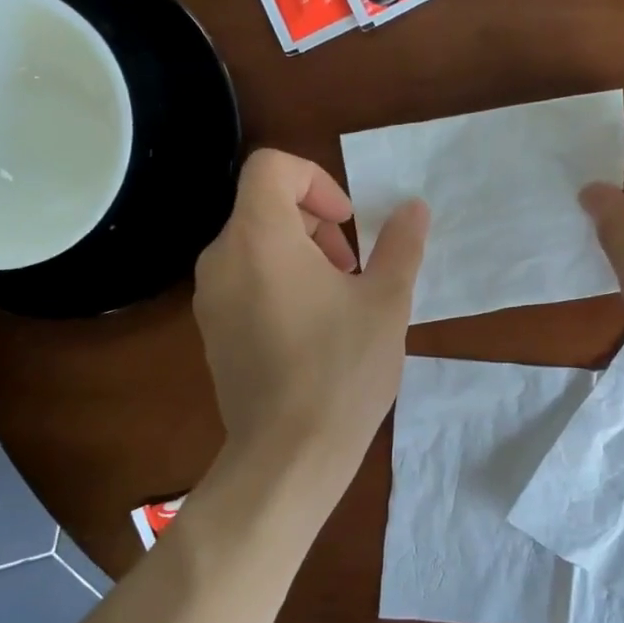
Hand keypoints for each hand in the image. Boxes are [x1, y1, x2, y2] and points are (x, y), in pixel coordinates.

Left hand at [194, 149, 428, 486]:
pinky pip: (243, 280)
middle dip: (315, 222)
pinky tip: (311, 329)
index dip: (316, 180)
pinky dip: (277, 281)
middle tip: (353, 267)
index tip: (348, 222)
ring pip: (254, 244)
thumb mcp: (386, 302)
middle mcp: (222, 258)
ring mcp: (209, 297)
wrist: (286, 455)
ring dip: (300, 253)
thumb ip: (400, 245)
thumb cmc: (341, 370)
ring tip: (338, 300)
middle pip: (264, 206)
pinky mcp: (210, 330)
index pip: (272, 167)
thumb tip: (414, 208)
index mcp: (260, 237)